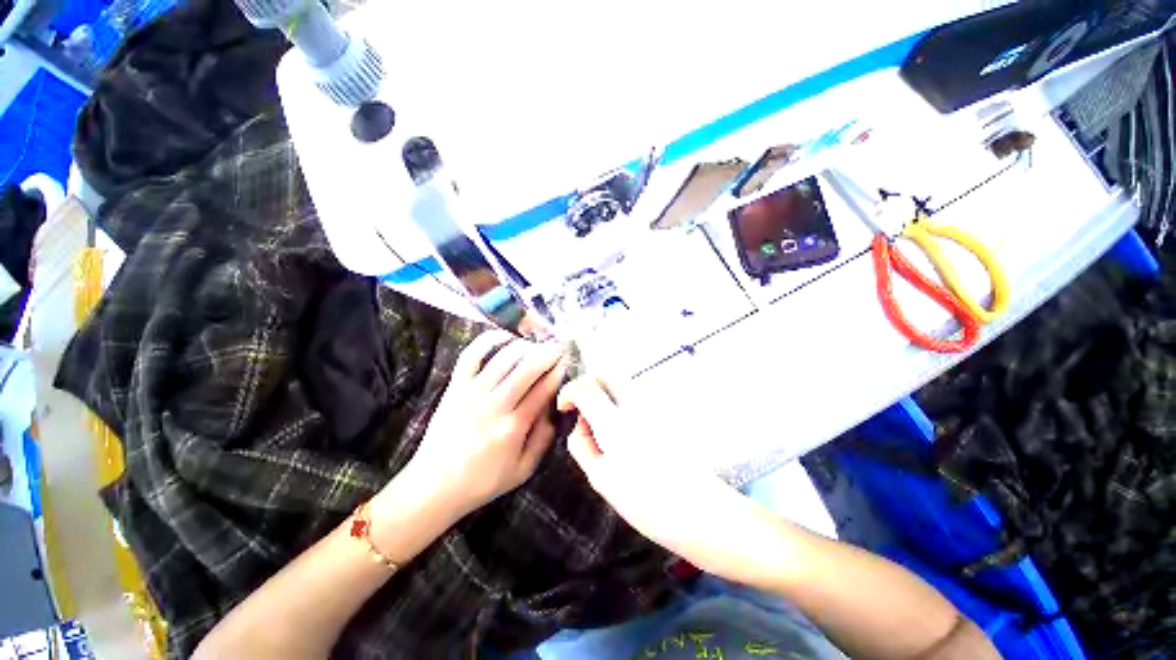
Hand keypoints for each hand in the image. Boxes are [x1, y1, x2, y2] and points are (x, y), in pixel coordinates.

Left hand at [402, 331, 569, 520]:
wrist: (433, 485)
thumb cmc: (482, 481)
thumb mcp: (523, 470)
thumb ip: (544, 439)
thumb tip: (556, 410)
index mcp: (513, 426)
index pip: (544, 388)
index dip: (559, 370)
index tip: (568, 360)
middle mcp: (494, 404)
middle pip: (528, 367)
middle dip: (548, 352)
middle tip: (559, 346)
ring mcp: (472, 392)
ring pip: (505, 357)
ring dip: (526, 346)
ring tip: (537, 345)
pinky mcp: (455, 386)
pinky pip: (472, 354)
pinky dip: (489, 340)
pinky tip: (505, 337)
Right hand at [557, 376, 780, 583]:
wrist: (706, 514)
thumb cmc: (649, 503)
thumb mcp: (603, 480)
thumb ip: (583, 446)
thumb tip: (581, 424)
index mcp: (616, 423)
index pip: (587, 386)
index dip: (570, 391)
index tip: (565, 408)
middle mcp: (636, 405)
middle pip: (608, 373)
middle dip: (589, 384)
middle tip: (583, 409)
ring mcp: (655, 407)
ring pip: (622, 384)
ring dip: (605, 394)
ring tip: (602, 426)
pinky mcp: (667, 414)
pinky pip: (636, 397)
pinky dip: (621, 404)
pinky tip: (624, 433)